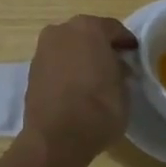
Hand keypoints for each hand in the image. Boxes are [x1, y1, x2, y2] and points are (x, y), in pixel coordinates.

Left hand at [22, 15, 137, 164]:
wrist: (56, 138)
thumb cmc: (99, 108)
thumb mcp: (123, 88)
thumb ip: (120, 71)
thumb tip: (116, 67)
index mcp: (89, 28)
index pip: (113, 29)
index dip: (125, 42)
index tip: (134, 53)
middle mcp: (62, 31)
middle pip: (87, 34)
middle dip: (101, 46)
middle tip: (115, 64)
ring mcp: (43, 50)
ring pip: (69, 47)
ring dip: (81, 57)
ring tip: (95, 78)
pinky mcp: (31, 71)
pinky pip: (56, 63)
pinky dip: (66, 70)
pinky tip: (76, 87)